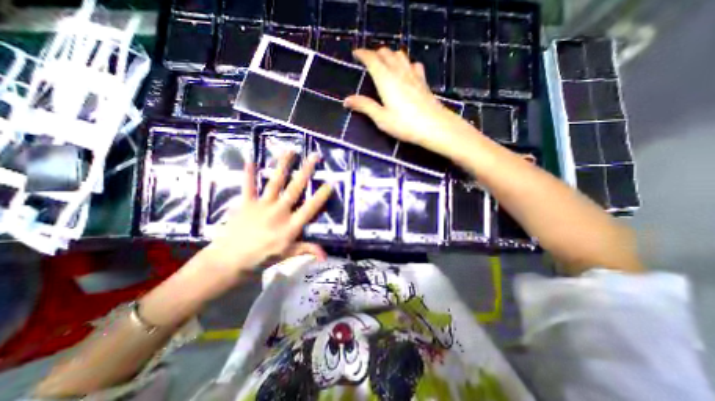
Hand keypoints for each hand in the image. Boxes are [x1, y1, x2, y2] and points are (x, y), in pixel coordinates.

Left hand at [199, 150, 330, 281]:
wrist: (228, 261)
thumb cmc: (261, 259)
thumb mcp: (287, 255)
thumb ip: (307, 250)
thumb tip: (325, 256)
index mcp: (290, 225)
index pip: (310, 208)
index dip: (321, 195)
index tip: (331, 182)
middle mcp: (279, 211)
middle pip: (295, 188)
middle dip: (306, 171)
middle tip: (314, 156)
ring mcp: (262, 205)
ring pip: (275, 181)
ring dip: (283, 165)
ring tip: (290, 150)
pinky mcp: (246, 203)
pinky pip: (248, 186)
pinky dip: (249, 173)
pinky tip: (250, 159)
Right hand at [343, 47, 472, 156]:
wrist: (434, 126)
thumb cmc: (405, 124)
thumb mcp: (381, 118)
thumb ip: (364, 107)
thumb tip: (346, 100)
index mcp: (386, 80)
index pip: (372, 59)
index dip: (363, 54)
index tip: (355, 53)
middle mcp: (399, 72)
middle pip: (386, 53)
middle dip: (375, 53)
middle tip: (368, 59)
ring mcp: (413, 75)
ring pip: (400, 55)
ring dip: (390, 54)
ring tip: (384, 61)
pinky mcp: (423, 81)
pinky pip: (413, 64)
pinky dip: (405, 62)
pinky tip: (406, 70)